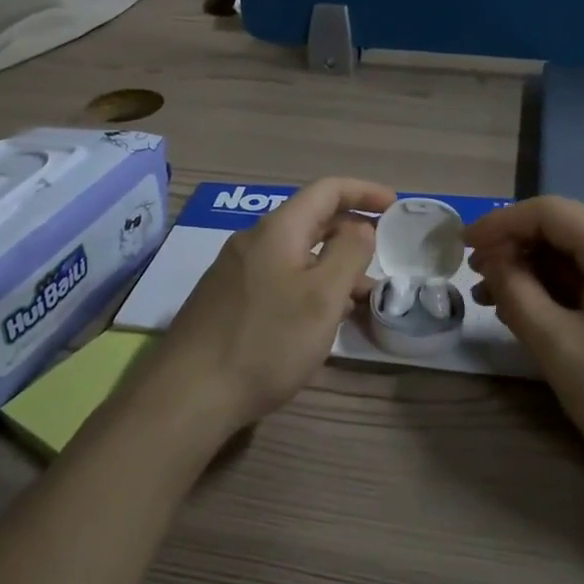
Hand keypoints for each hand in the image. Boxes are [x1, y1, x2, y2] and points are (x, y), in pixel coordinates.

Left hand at [160, 177, 394, 437]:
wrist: (188, 394)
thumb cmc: (266, 341)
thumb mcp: (322, 297)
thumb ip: (348, 253)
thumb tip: (360, 227)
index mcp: (278, 230)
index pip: (327, 190)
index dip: (364, 191)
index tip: (394, 206)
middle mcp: (253, 241)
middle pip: (310, 220)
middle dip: (351, 233)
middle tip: (381, 257)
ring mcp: (235, 271)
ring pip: (296, 254)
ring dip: (331, 267)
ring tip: (360, 299)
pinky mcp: (227, 300)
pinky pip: (279, 278)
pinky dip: (308, 286)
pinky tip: (319, 319)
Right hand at [467, 196, 583, 492]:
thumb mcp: (557, 344)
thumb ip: (516, 292)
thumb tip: (492, 259)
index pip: (549, 212)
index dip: (500, 222)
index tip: (463, 246)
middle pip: (564, 230)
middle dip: (514, 247)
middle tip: (474, 275)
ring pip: (576, 258)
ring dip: (531, 271)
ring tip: (491, 299)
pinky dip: (555, 290)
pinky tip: (527, 314)